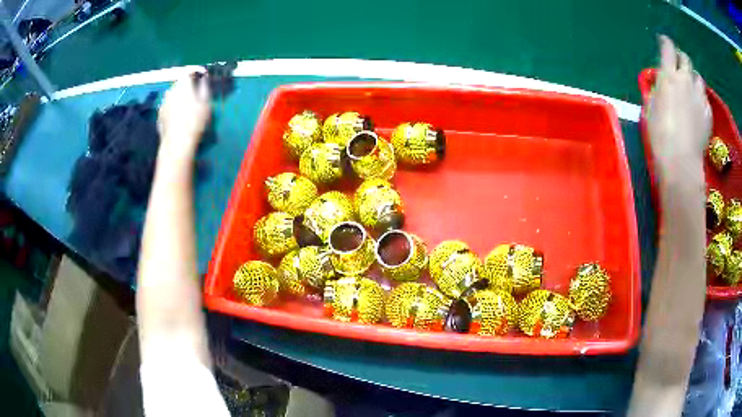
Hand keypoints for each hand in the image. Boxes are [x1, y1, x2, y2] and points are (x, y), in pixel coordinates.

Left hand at [157, 70, 211, 159]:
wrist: (177, 144)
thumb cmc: (194, 122)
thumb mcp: (206, 103)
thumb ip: (204, 87)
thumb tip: (204, 78)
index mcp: (183, 85)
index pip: (189, 72)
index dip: (196, 74)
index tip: (202, 78)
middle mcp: (171, 90)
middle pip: (179, 83)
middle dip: (187, 86)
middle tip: (195, 94)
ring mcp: (163, 103)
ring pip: (172, 95)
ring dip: (179, 97)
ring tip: (186, 106)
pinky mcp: (159, 115)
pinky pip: (167, 106)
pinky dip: (173, 107)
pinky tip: (178, 116)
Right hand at [648, 36, 711, 176]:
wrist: (681, 162)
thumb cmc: (660, 135)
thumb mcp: (650, 108)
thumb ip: (655, 90)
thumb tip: (658, 85)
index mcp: (668, 76)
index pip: (668, 47)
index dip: (665, 42)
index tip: (663, 42)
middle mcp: (685, 80)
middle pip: (685, 58)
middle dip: (681, 58)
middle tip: (678, 64)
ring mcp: (699, 97)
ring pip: (698, 77)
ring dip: (693, 77)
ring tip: (690, 86)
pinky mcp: (708, 113)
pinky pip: (705, 98)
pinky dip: (700, 97)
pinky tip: (697, 107)